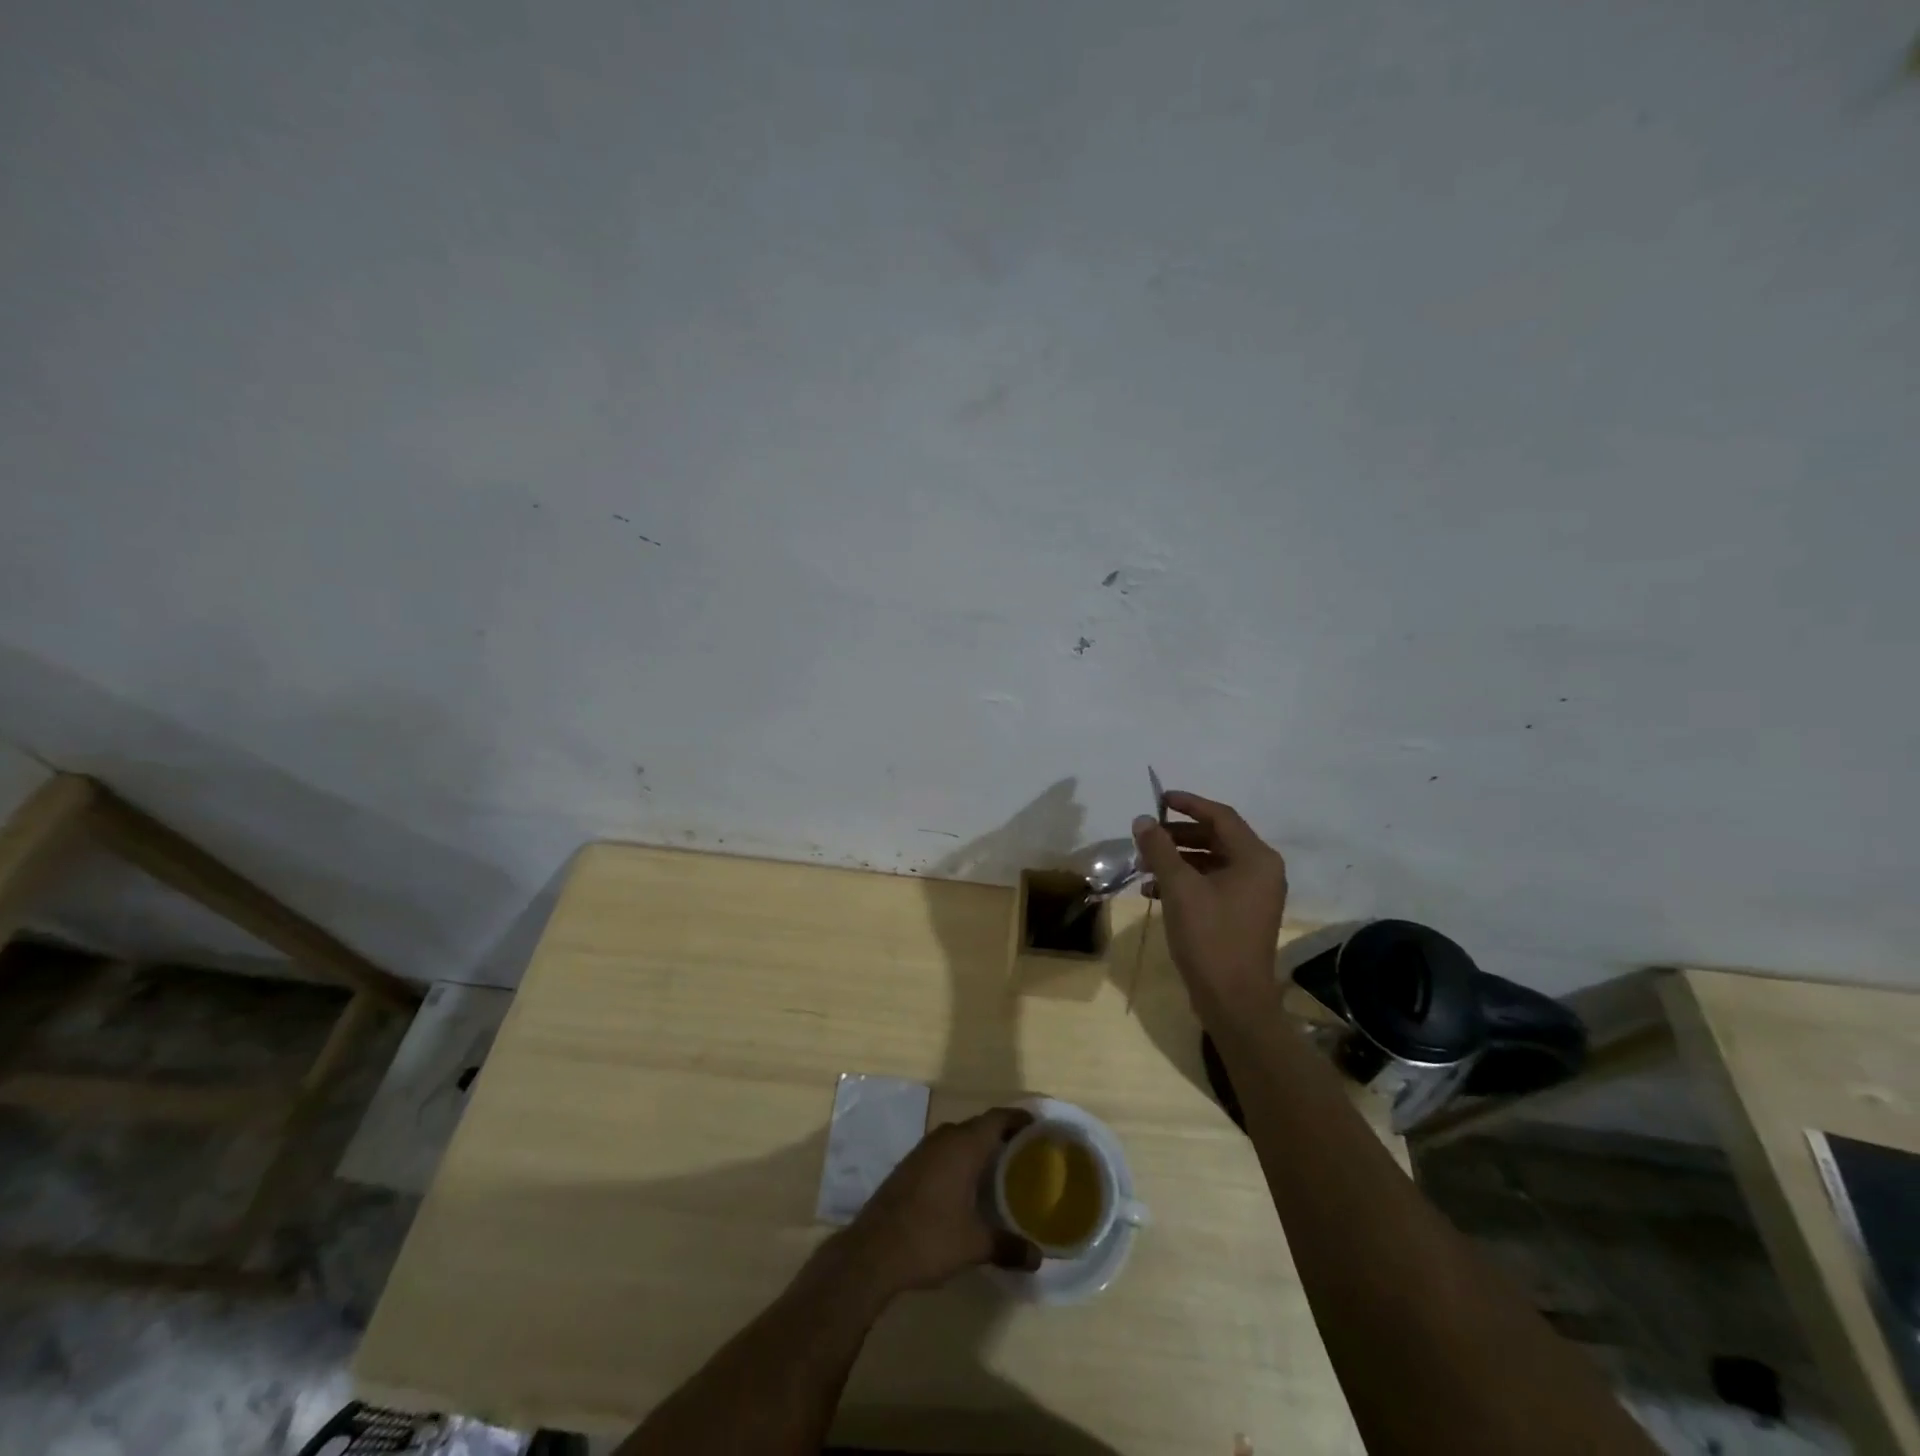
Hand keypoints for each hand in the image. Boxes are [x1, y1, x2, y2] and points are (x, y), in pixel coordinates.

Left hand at [847, 1108, 1042, 1294]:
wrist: (873, 1251)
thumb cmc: (929, 1238)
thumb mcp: (974, 1245)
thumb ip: (1008, 1246)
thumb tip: (1038, 1257)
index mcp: (963, 1146)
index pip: (997, 1118)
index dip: (1018, 1119)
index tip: (1038, 1128)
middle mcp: (944, 1139)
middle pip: (979, 1125)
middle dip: (1001, 1134)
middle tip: (1024, 1152)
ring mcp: (923, 1150)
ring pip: (958, 1137)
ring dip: (978, 1146)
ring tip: (1000, 1167)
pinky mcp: (909, 1166)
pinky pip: (943, 1150)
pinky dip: (959, 1158)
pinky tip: (966, 1184)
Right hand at [1132, 790, 1288, 1007]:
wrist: (1233, 1000)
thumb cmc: (1210, 937)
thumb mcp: (1179, 888)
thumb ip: (1160, 849)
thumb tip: (1142, 820)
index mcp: (1256, 858)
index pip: (1220, 816)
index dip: (1188, 804)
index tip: (1159, 799)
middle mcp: (1261, 871)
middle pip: (1216, 837)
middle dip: (1178, 835)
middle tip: (1146, 836)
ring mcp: (1253, 894)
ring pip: (1211, 862)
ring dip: (1177, 859)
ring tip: (1144, 864)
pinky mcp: (1241, 914)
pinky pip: (1212, 884)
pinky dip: (1185, 881)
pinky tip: (1154, 890)